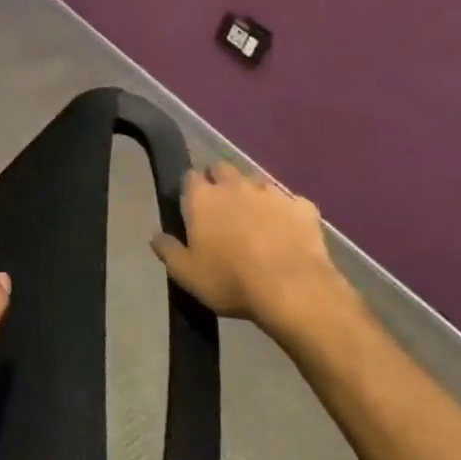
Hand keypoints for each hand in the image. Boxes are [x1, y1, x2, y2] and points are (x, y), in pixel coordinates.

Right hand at [151, 161, 345, 334]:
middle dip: (220, 181)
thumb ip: (167, 250)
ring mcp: (272, 193)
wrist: (293, 290)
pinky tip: (287, 231)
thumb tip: (156, 236)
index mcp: (203, 198)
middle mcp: (235, 185)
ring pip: (257, 182)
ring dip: (252, 194)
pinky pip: (291, 203)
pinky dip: (286, 212)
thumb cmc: (230, 280)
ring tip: (255, 219)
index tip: (192, 204)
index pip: (190, 176)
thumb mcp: (185, 273)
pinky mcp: (303, 207)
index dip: (191, 188)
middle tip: (222, 207)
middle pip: (223, 169)